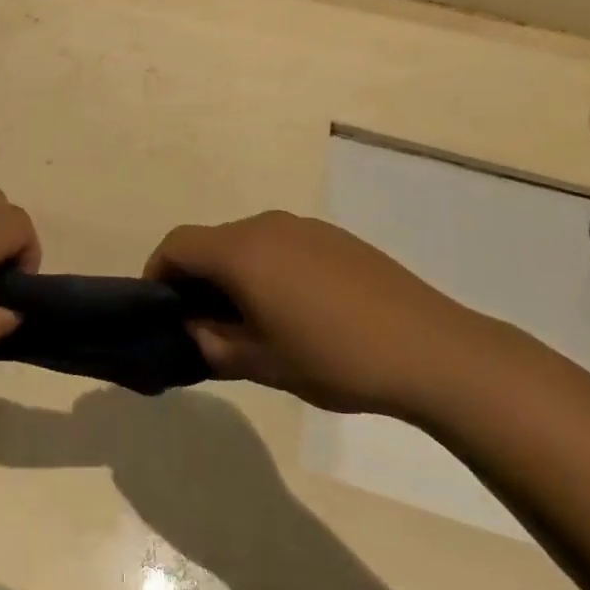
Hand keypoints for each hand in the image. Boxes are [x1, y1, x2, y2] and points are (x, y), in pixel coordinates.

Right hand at [143, 211, 486, 415]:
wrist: (432, 349)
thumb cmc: (335, 357)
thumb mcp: (263, 363)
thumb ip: (214, 345)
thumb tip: (193, 329)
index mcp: (241, 251)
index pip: (178, 246)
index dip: (158, 272)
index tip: (160, 309)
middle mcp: (266, 225)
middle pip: (212, 242)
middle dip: (199, 279)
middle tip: (206, 325)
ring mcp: (304, 227)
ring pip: (248, 243)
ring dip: (236, 274)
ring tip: (254, 321)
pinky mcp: (335, 238)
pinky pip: (283, 245)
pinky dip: (269, 269)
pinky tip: (297, 310)